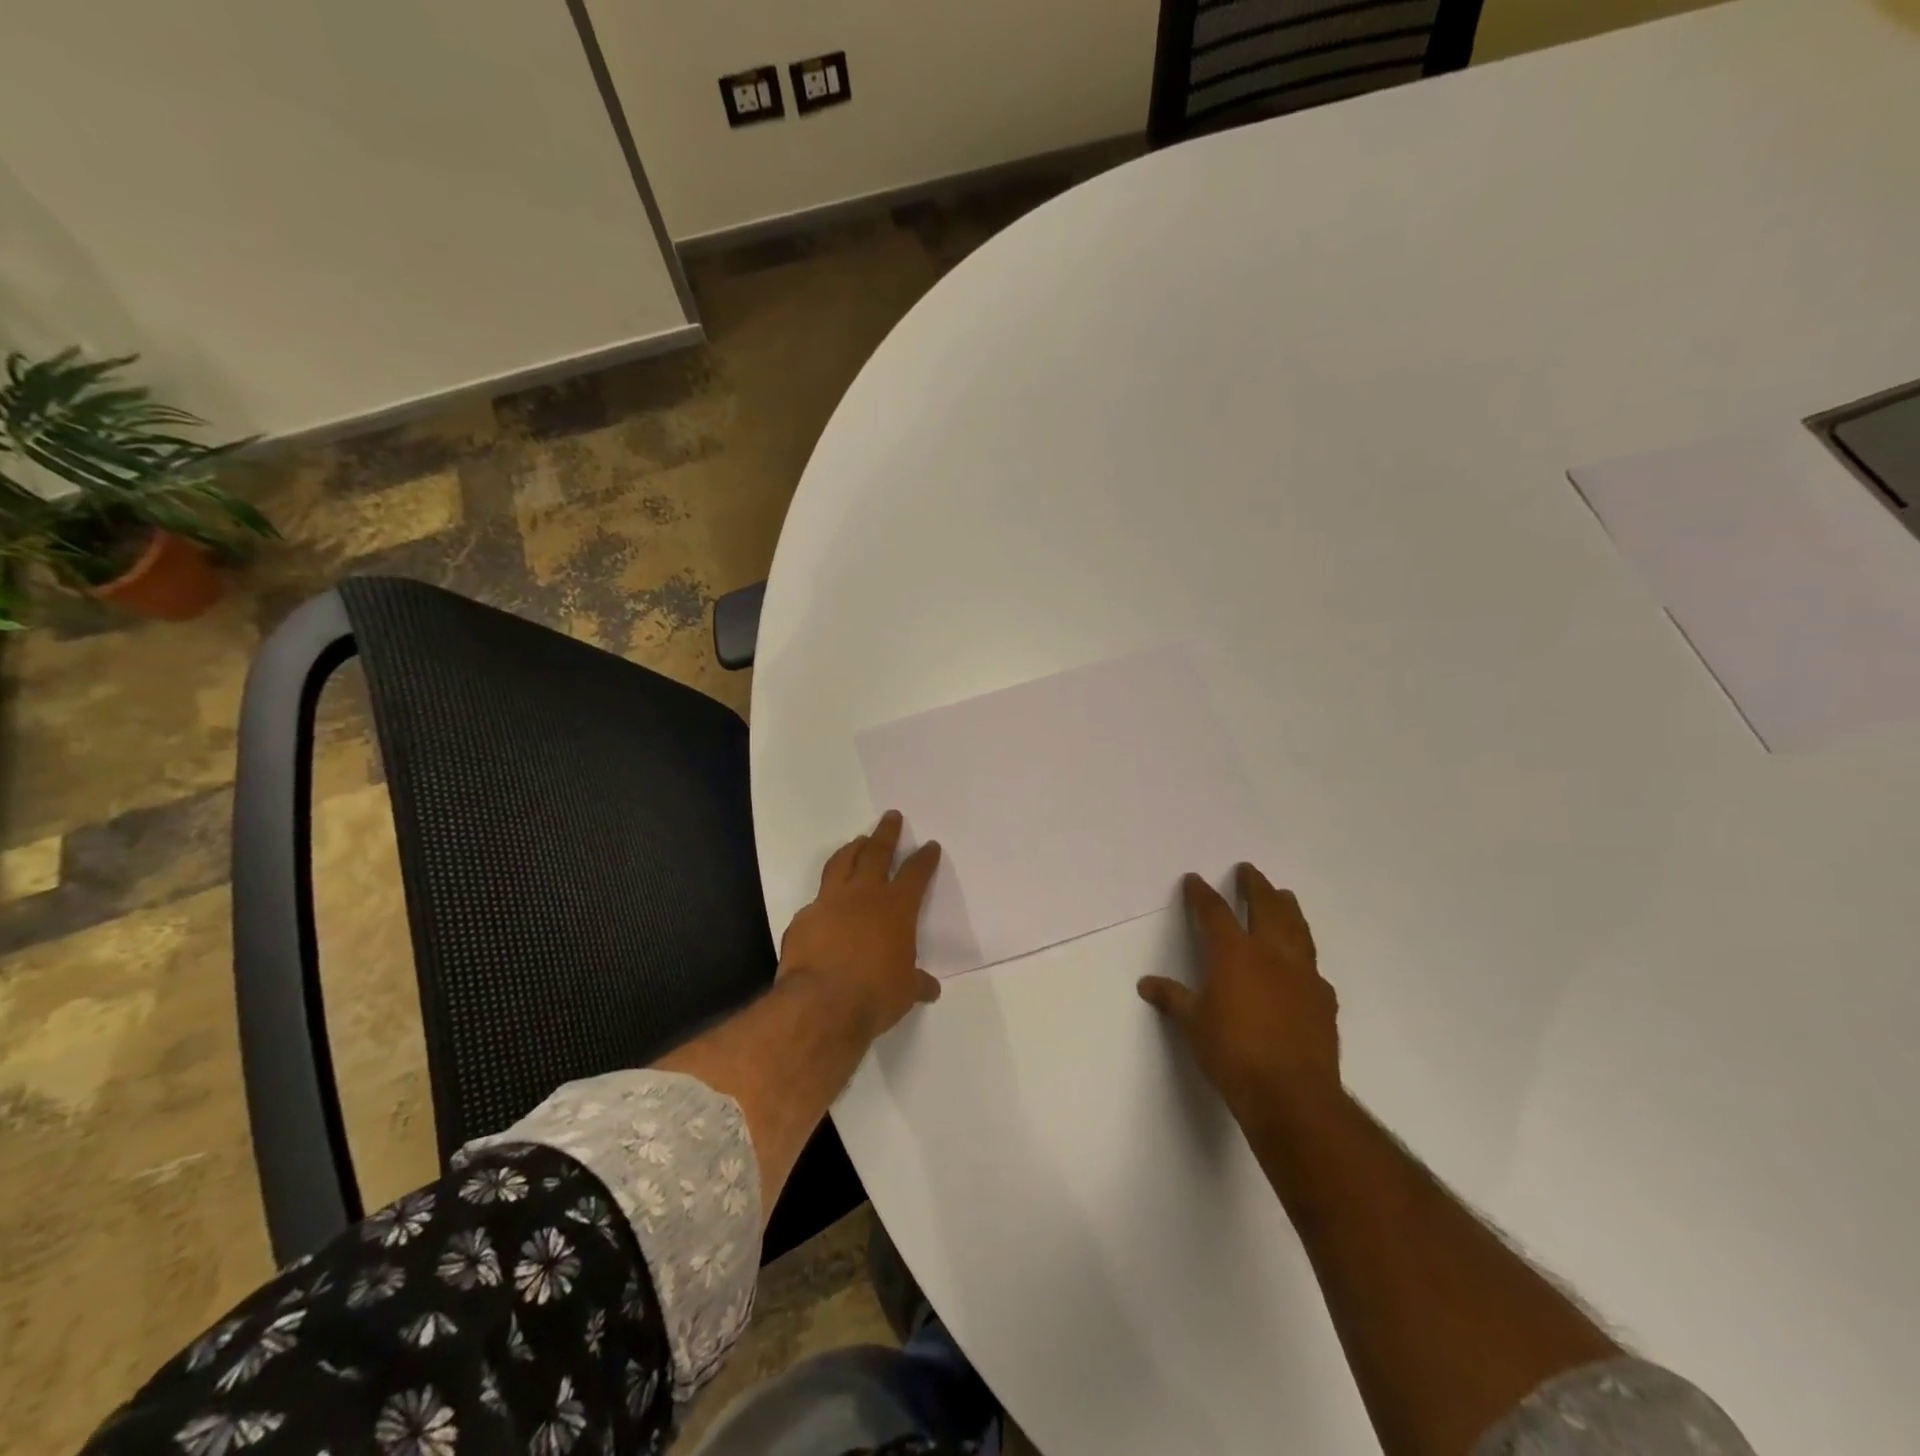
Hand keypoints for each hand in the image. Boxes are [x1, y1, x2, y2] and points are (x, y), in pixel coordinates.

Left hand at [780, 810, 942, 1037]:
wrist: (822, 1003)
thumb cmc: (875, 994)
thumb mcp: (905, 991)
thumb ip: (916, 983)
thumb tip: (930, 988)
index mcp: (896, 908)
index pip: (916, 874)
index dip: (924, 859)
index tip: (930, 846)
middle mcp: (864, 895)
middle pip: (877, 852)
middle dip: (886, 833)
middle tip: (891, 817)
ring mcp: (830, 902)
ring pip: (842, 862)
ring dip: (852, 849)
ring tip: (858, 841)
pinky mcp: (804, 918)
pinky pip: (816, 901)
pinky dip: (824, 897)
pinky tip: (825, 904)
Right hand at [1138, 865, 1340, 1128]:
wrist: (1291, 1094)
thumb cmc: (1232, 1053)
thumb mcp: (1192, 1024)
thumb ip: (1173, 998)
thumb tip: (1147, 984)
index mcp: (1234, 954)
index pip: (1215, 912)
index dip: (1202, 894)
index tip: (1194, 880)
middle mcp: (1271, 954)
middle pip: (1265, 907)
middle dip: (1255, 885)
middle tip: (1248, 870)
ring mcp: (1302, 974)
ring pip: (1297, 928)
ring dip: (1287, 908)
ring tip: (1284, 895)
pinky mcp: (1323, 999)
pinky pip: (1313, 965)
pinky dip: (1304, 954)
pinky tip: (1302, 963)